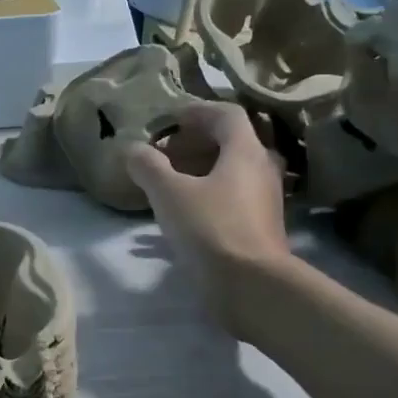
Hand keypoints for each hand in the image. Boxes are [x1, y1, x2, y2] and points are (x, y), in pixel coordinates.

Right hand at [127, 101, 290, 293]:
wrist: (251, 285)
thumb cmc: (211, 228)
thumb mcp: (169, 193)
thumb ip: (148, 167)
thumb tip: (133, 149)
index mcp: (245, 151)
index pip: (226, 114)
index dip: (196, 111)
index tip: (169, 121)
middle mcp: (261, 169)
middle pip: (229, 142)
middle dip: (193, 143)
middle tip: (162, 154)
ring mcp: (264, 199)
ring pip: (230, 172)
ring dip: (198, 170)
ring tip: (165, 184)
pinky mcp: (259, 226)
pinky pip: (230, 197)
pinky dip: (205, 195)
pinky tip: (179, 215)